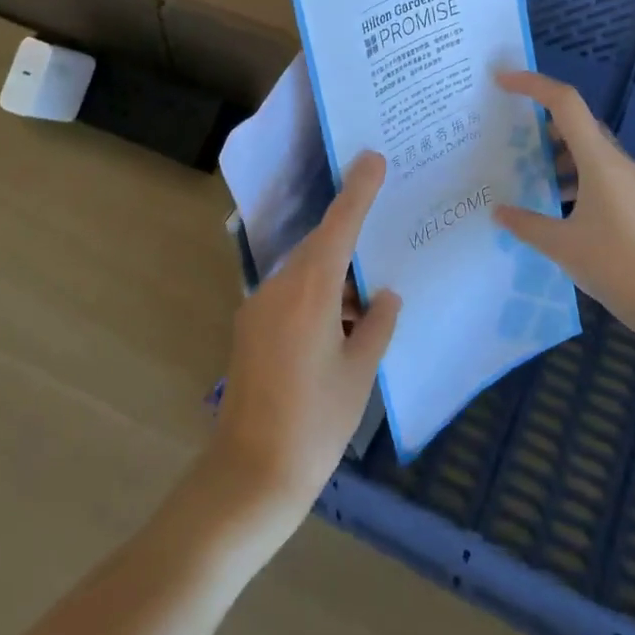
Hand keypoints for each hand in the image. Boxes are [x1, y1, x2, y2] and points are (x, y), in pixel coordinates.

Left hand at [209, 151, 400, 532]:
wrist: (250, 475)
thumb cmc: (315, 423)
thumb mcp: (359, 374)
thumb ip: (377, 325)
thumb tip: (384, 295)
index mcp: (310, 292)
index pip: (338, 227)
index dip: (358, 191)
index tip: (372, 159)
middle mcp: (278, 289)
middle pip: (319, 247)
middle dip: (349, 238)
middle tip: (384, 233)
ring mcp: (258, 309)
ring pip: (304, 273)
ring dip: (335, 278)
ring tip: (368, 302)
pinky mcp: (250, 330)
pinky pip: (289, 295)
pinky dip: (317, 298)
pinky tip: (340, 326)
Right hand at [493, 72, 634, 343]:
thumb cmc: (614, 264)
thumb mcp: (561, 245)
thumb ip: (526, 224)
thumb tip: (499, 212)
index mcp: (599, 160)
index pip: (565, 103)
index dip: (532, 84)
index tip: (501, 80)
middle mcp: (615, 161)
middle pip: (576, 122)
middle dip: (541, 121)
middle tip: (507, 132)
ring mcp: (627, 180)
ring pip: (586, 148)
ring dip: (556, 151)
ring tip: (525, 168)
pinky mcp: (632, 199)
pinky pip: (596, 170)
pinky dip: (571, 173)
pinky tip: (553, 199)